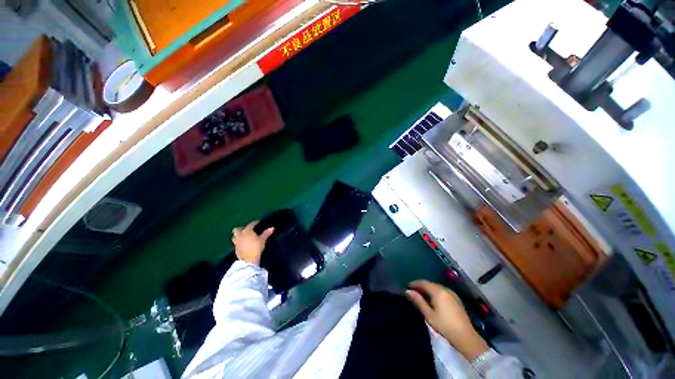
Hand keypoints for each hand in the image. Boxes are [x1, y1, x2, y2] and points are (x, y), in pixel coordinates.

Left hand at [231, 221, 273, 265]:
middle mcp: (240, 235)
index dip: (254, 223)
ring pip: (234, 236)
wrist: (248, 260)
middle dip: (241, 228)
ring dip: (238, 235)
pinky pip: (235, 242)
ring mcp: (236, 242)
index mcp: (247, 231)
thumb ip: (266, 233)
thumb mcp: (263, 240)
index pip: (251, 225)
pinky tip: (243, 243)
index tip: (258, 222)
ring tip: (243, 236)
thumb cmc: (256, 248)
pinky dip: (238, 241)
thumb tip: (272, 228)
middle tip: (247, 229)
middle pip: (237, 229)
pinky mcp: (235, 249)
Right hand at [407, 280, 487, 360]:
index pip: (423, 282)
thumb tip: (408, 291)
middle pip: (430, 284)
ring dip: (428, 289)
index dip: (414, 284)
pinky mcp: (456, 299)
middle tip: (413, 292)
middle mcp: (445, 289)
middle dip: (421, 286)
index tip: (407, 287)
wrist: (466, 337)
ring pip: (436, 287)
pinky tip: (433, 300)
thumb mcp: (429, 315)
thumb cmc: (445, 326)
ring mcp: (452, 294)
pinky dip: (435, 293)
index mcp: (438, 291)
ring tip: (421, 296)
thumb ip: (418, 301)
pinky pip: (442, 291)